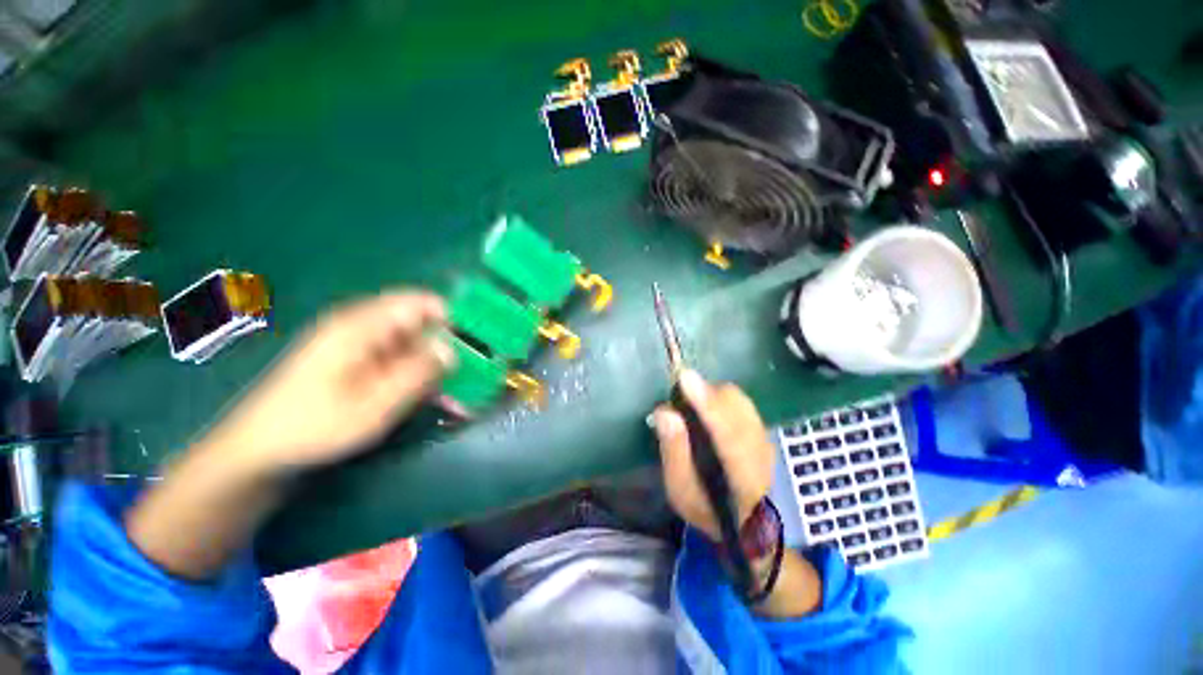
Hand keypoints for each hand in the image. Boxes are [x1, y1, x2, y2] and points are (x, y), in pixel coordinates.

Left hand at [202, 291, 454, 474]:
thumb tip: (453, 349)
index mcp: (363, 326)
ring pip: (416, 344)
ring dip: (439, 365)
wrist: (261, 449)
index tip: (479, 339)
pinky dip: (422, 374)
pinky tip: (435, 397)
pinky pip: (402, 360)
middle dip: (451, 346)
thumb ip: (416, 373)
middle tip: (476, 372)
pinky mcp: (361, 362)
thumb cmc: (314, 425)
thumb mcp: (373, 404)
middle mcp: (364, 327)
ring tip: (461, 391)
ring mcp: (362, 345)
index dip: (453, 315)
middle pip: (422, 323)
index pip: (420, 303)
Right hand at [652, 370, 773, 541]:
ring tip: (692, 406)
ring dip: (712, 394)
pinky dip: (721, 398)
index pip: (726, 435)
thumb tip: (665, 412)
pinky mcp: (764, 431)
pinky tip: (709, 412)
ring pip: (738, 399)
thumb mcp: (680, 489)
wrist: (745, 523)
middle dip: (705, 393)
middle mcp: (759, 453)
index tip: (685, 378)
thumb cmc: (706, 508)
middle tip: (680, 400)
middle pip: (735, 406)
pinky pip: (741, 402)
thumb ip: (673, 450)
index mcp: (739, 477)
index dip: (706, 404)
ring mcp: (765, 439)